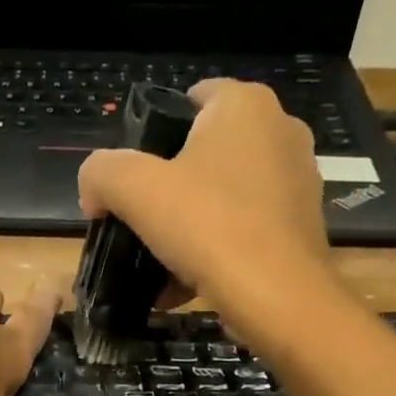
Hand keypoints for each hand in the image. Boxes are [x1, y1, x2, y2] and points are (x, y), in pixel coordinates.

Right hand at [77, 80, 337, 343]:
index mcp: (244, 104)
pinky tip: (188, 284)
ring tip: (161, 263)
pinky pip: (244, 230)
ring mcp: (296, 179)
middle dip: (171, 188)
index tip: (133, 180)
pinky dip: (216, 251)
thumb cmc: (208, 227)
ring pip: (224, 196)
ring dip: (191, 226)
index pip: (191, 99)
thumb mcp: (134, 191)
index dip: (153, 135)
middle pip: (205, 153)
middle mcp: (279, 130)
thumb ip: (101, 173)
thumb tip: (94, 191)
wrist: (277, 296)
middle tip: (142, 224)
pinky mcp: (301, 226)